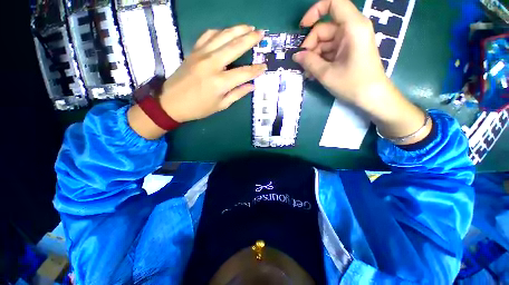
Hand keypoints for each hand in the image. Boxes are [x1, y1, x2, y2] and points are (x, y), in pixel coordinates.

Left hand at [161, 25, 265, 122]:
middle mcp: (212, 64)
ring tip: (249, 27)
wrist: (171, 102)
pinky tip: (226, 32)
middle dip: (250, 39)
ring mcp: (201, 54)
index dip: (256, 69)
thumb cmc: (198, 108)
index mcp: (220, 82)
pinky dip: (219, 31)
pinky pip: (208, 35)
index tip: (264, 66)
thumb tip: (251, 86)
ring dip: (237, 29)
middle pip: (235, 46)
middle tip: (261, 33)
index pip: (244, 72)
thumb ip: (237, 94)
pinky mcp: (194, 51)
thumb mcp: (221, 105)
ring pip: (223, 36)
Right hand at [293, 0, 389, 105]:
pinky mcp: (348, 50)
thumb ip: (309, 62)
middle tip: (302, 64)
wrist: (372, 97)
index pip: (333, 3)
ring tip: (307, 73)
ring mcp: (350, 40)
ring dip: (313, 56)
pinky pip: (330, 50)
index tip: (302, 27)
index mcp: (353, 27)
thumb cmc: (353, 84)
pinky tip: (313, 73)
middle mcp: (352, 29)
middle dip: (310, 46)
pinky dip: (320, 60)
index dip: (315, 11)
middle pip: (324, 28)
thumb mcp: (326, 74)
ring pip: (325, 42)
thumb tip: (295, 55)